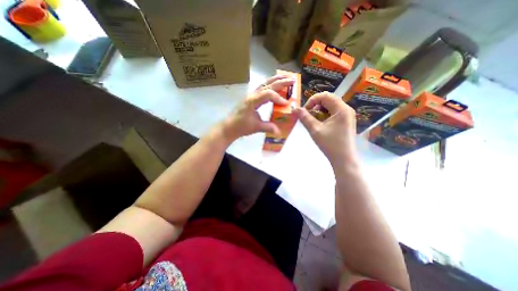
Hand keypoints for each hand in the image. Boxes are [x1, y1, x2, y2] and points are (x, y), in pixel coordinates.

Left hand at [217, 75, 292, 142]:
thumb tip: (279, 131)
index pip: (268, 94)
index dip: (279, 98)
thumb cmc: (240, 127)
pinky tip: (274, 87)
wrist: (229, 127)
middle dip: (281, 82)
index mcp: (253, 101)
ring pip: (264, 84)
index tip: (286, 104)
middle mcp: (252, 95)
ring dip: (275, 81)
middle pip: (268, 85)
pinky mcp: (251, 99)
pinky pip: (262, 89)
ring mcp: (251, 96)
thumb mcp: (256, 127)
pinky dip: (270, 86)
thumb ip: (268, 127)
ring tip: (286, 78)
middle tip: (292, 79)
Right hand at [293, 92, 358, 166]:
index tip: (305, 110)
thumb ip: (304, 118)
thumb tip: (294, 109)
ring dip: (320, 110)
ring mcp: (347, 115)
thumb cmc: (330, 145)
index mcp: (341, 109)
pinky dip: (325, 115)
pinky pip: (334, 112)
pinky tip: (321, 124)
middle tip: (308, 115)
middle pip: (329, 99)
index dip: (312, 100)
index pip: (325, 96)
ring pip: (331, 106)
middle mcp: (347, 109)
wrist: (344, 159)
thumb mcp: (315, 130)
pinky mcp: (346, 121)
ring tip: (314, 120)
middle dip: (316, 105)